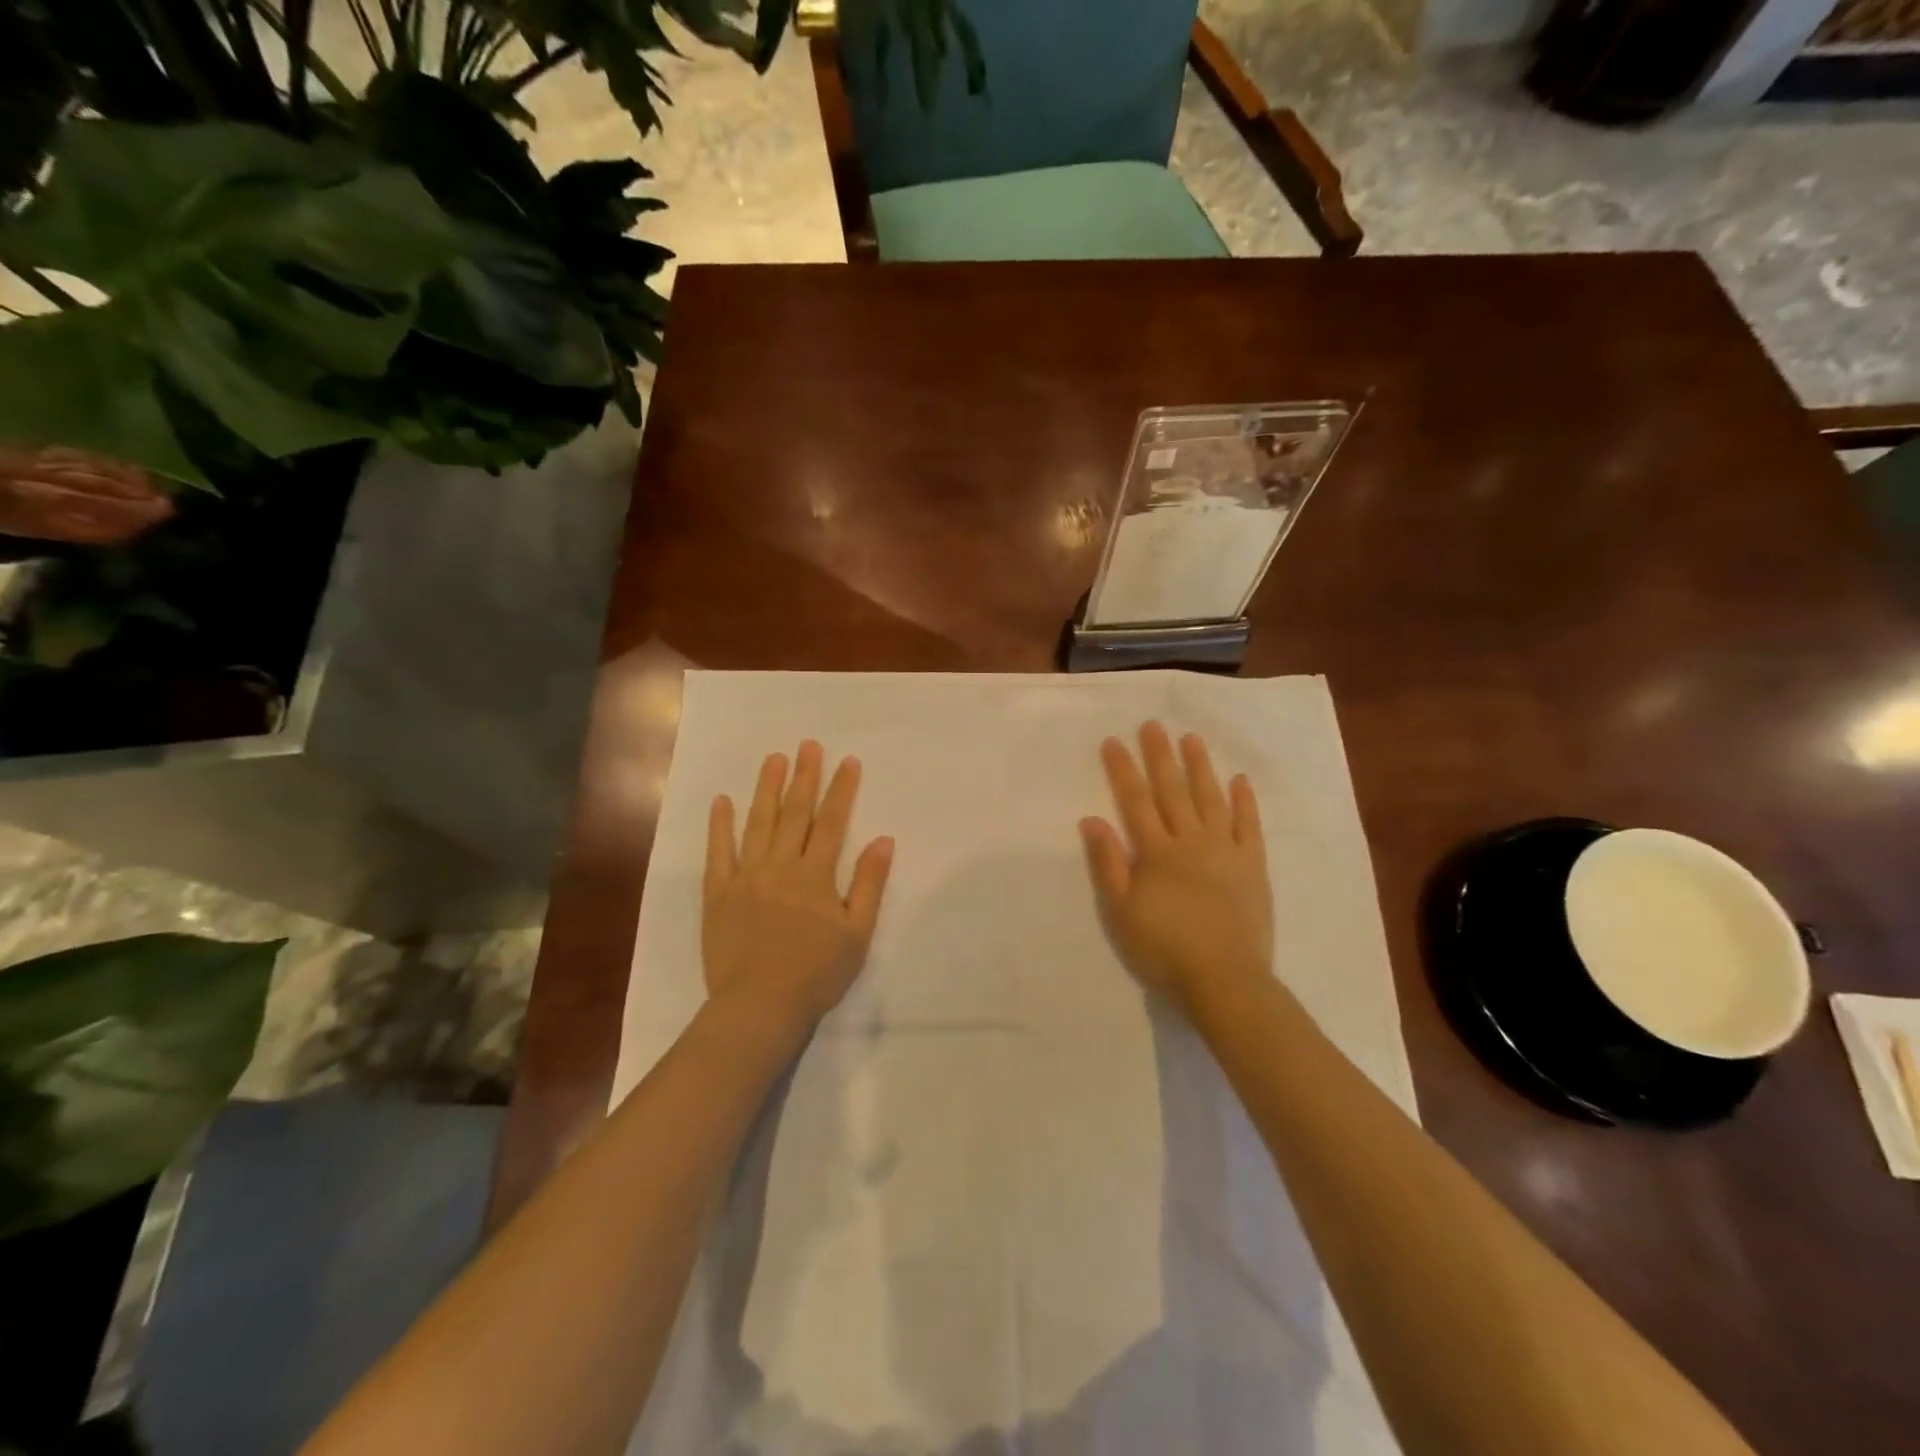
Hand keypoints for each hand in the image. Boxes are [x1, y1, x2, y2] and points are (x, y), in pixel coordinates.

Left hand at [704, 740, 893, 1040]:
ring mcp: (746, 877)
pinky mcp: (718, 893)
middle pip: (794, 813)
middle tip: (807, 745)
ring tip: (773, 758)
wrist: (759, 1006)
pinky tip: (723, 801)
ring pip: (757, 823)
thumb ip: (869, 884)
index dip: (841, 789)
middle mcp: (780, 866)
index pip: (832, 822)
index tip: (847, 761)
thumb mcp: (857, 933)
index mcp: (816, 875)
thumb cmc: (816, 973)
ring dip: (766, 788)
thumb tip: (884, 840)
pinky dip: (720, 825)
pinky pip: (718, 852)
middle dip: (804, 776)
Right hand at [1080, 722, 1272, 1018]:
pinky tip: (1239, 780)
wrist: (1223, 979)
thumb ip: (1107, 863)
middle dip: (1160, 756)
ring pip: (1210, 799)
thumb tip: (1092, 819)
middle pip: (1172, 791)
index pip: (1135, 801)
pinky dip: (1244, 801)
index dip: (1123, 769)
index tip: (1114, 740)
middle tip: (1153, 725)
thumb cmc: (1163, 948)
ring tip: (1191, 738)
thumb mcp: (1121, 910)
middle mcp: (1190, 841)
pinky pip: (1248, 826)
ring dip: (1200, 767)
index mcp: (1156, 852)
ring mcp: (1225, 850)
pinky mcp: (1252, 865)